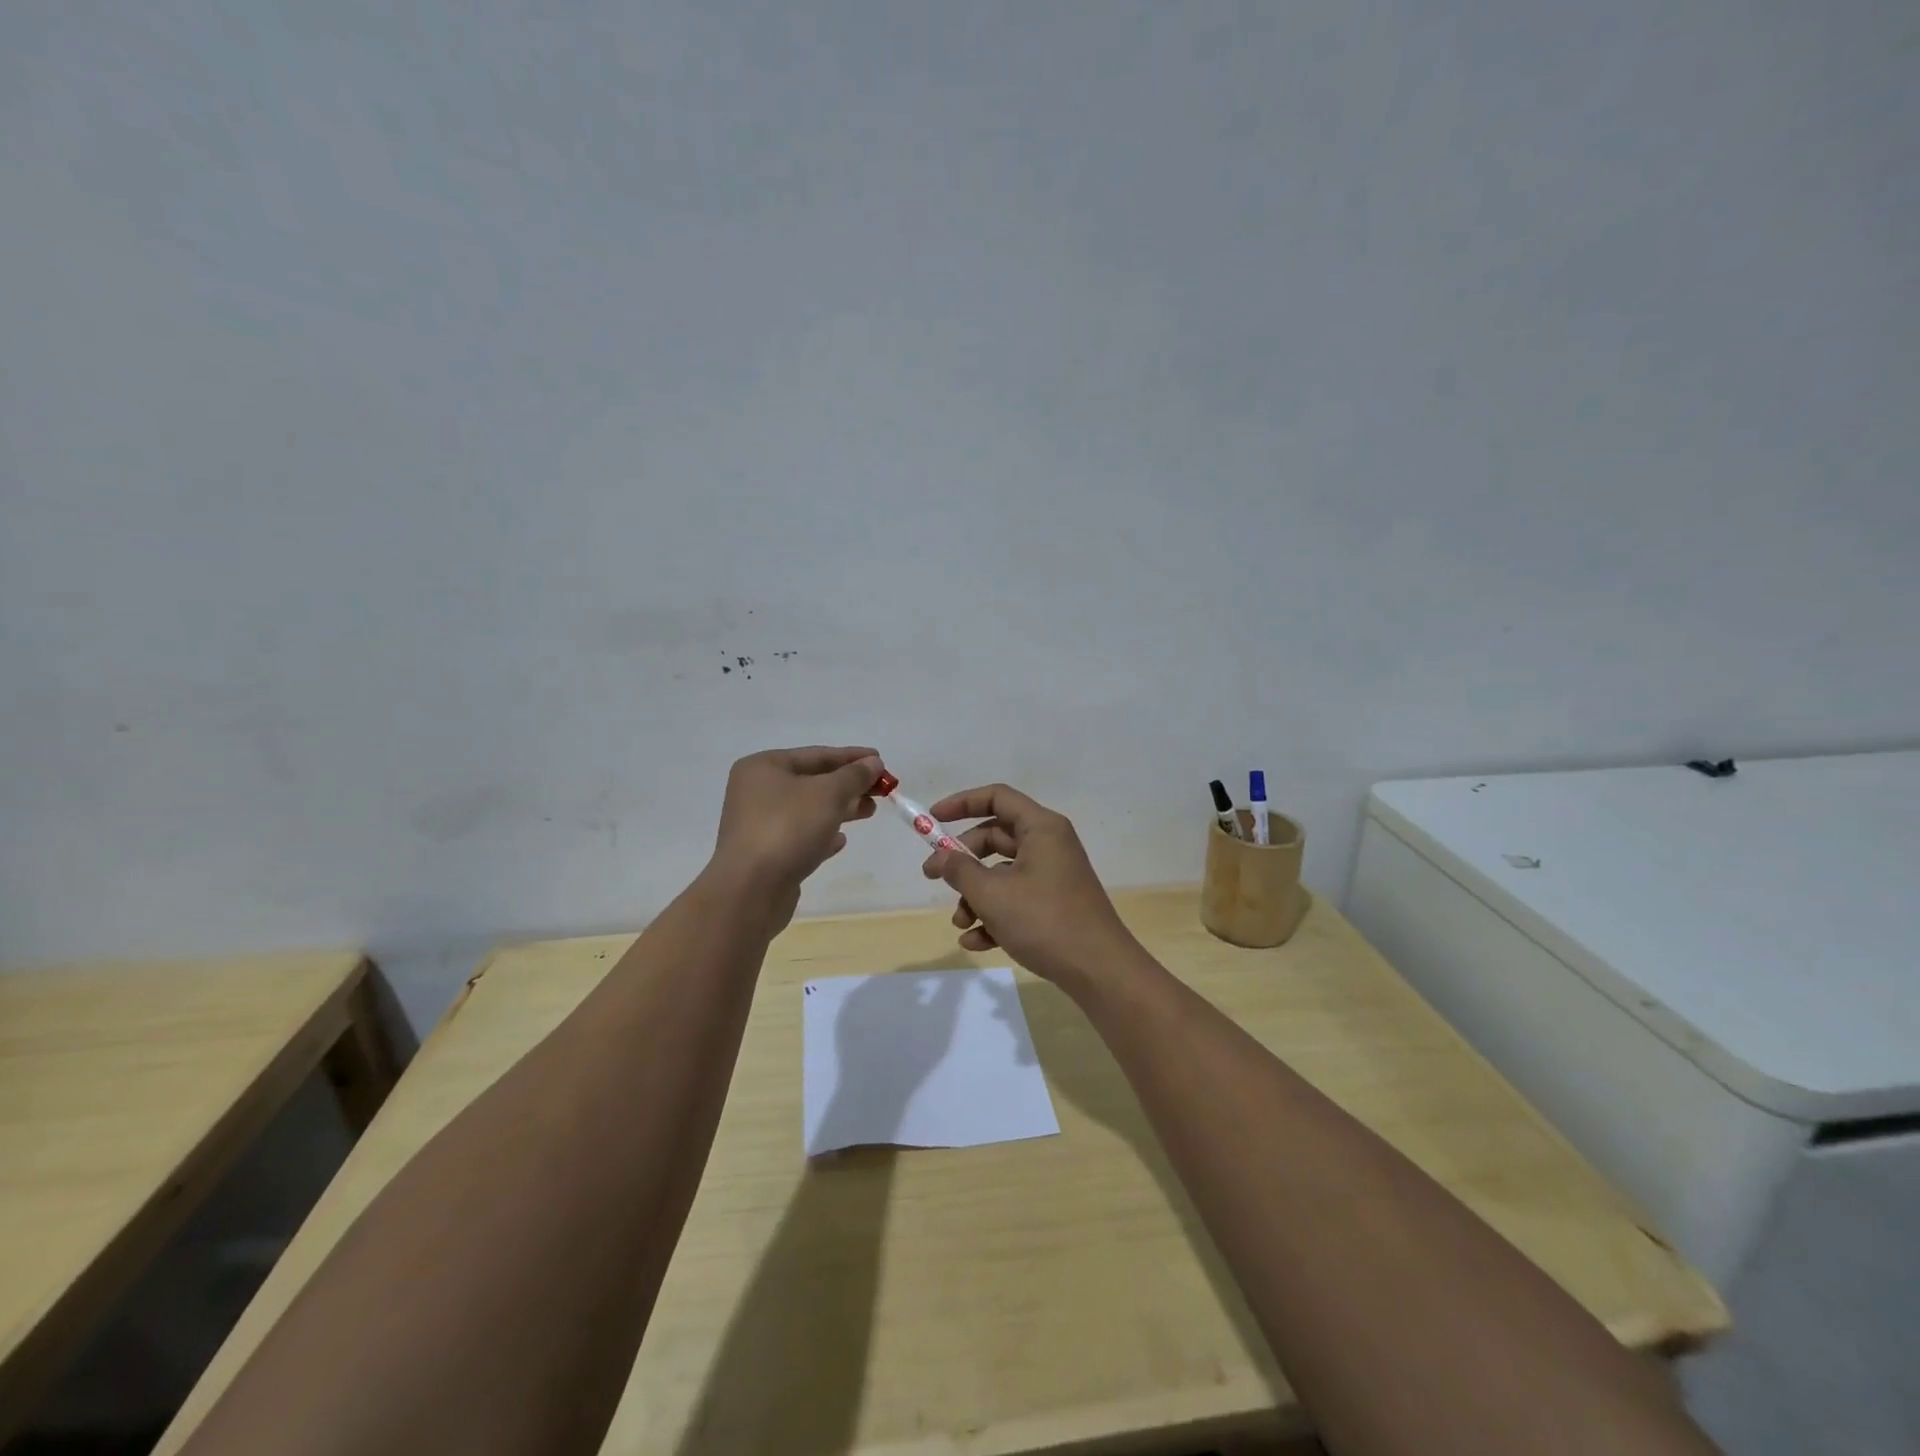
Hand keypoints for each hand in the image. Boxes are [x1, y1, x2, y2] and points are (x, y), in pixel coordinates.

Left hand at [712, 746, 880, 907]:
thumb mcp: (828, 794)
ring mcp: (759, 825)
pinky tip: (841, 841)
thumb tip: (873, 762)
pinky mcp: (766, 854)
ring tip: (869, 811)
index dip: (851, 757)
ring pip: (808, 810)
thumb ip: (854, 776)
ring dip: (840, 809)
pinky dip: (822, 835)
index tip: (881, 761)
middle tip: (881, 790)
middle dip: (848, 785)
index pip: (816, 754)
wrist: (750, 890)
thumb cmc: (788, 828)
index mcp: (763, 767)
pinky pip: (800, 837)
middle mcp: (756, 792)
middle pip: (812, 781)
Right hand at [920, 783, 1140, 991]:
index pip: (997, 797)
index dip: (962, 803)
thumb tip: (942, 858)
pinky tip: (975, 943)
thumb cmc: (1044, 920)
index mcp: (1041, 828)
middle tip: (932, 877)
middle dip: (962, 860)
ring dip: (975, 896)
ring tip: (960, 923)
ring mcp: (1053, 877)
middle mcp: (1049, 845)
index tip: (932, 819)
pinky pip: (1016, 901)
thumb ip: (960, 870)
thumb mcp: (992, 894)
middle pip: (995, 838)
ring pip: (1002, 874)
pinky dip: (994, 917)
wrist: (1099, 970)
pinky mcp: (1055, 906)